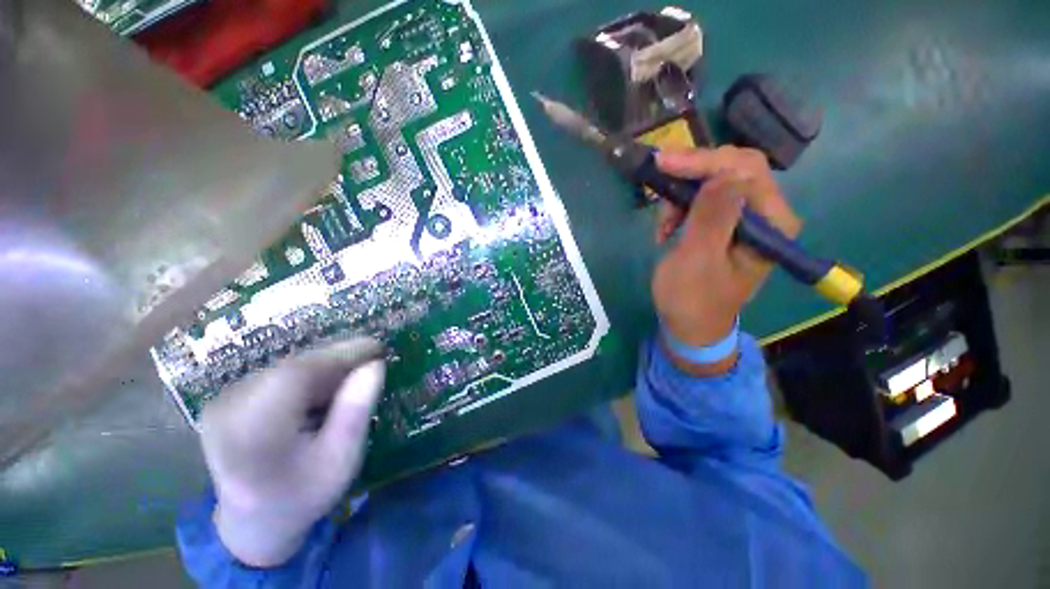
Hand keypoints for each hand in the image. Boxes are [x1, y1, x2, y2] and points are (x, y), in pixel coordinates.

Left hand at [200, 338, 385, 567]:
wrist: (253, 523)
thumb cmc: (303, 495)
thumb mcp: (341, 459)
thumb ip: (356, 411)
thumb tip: (375, 365)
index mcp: (252, 433)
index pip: (297, 375)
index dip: (341, 354)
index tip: (377, 347)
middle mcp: (228, 410)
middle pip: (293, 368)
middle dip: (337, 360)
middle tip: (371, 360)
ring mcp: (223, 403)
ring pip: (287, 368)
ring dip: (325, 367)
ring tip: (354, 376)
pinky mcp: (228, 400)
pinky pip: (278, 375)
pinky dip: (308, 376)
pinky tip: (326, 389)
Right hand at [652, 147, 800, 373]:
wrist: (689, 325)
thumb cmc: (691, 300)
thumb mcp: (697, 261)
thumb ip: (712, 217)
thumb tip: (723, 172)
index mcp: (772, 225)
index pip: (746, 171)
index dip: (704, 161)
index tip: (662, 162)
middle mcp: (766, 215)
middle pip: (733, 169)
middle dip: (692, 173)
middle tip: (657, 180)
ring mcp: (746, 217)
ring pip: (715, 181)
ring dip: (681, 196)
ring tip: (662, 226)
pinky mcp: (726, 223)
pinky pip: (704, 198)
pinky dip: (680, 207)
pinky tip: (667, 229)